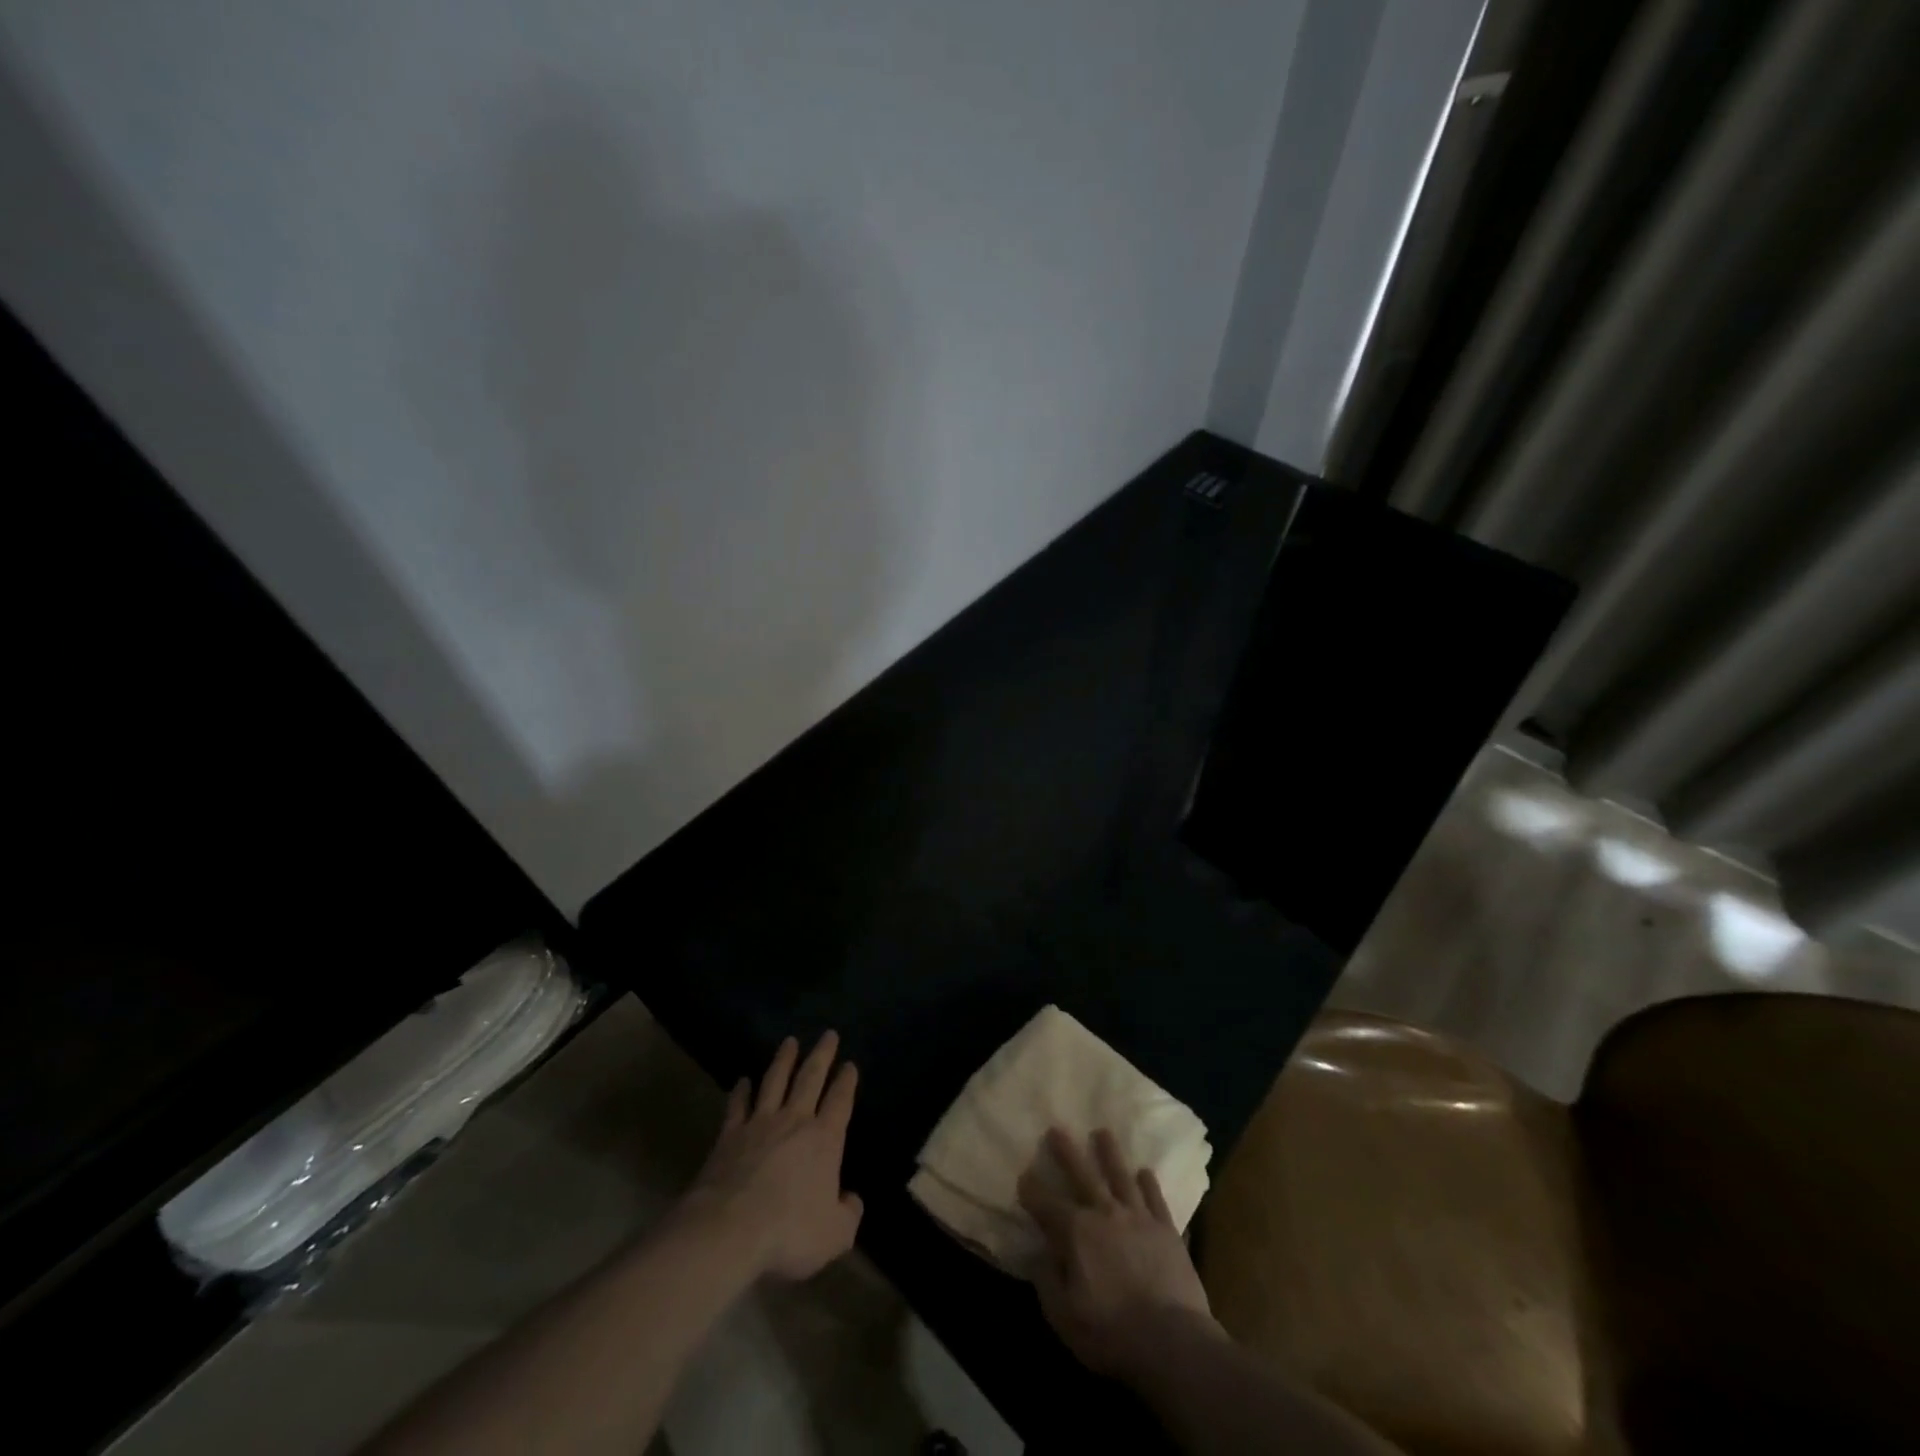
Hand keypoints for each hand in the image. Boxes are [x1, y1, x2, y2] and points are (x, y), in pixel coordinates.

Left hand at [684, 1031, 862, 1280]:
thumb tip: (852, 1200)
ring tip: (790, 1041)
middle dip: (822, 1055)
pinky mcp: (729, 1135)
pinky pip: (737, 1105)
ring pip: (775, 1081)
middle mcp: (794, 1121)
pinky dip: (741, 1091)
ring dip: (784, 1060)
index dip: (847, 1082)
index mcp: (825, 1139)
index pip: (840, 1101)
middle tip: (828, 1034)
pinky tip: (742, 1080)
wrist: (728, 1230)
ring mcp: (759, 1124)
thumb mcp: (834, 1234)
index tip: (850, 1064)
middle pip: (810, 1078)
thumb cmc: (789, 1232)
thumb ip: (848, 1214)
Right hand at [1018, 1127, 1221, 1380]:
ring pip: (1121, 1176)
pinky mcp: (1167, 1230)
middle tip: (1057, 1128)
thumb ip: (1047, 1281)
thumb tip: (1039, 1254)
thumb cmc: (1111, 1332)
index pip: (1046, 1204)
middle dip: (1067, 1152)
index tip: (1023, 1176)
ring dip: (1110, 1153)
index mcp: (1077, 1232)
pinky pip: (1155, 1198)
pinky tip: (1145, 1172)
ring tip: (1103, 1132)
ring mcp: (1139, 1218)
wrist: (1172, 1342)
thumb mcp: (1064, 1316)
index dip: (1031, 1190)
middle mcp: (1105, 1213)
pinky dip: (1149, 1183)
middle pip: (1083, 1174)